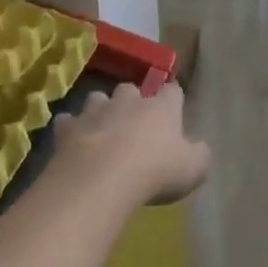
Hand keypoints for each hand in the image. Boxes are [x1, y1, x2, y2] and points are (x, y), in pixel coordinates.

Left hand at [51, 82, 210, 204]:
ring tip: (101, 128)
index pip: (172, 91)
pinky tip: (73, 142)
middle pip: (130, 89)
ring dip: (100, 110)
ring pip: (97, 98)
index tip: (173, 106)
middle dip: (131, 100)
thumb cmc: (155, 171)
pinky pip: (68, 121)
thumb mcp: (193, 169)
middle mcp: (128, 101)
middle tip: (133, 121)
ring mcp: (95, 111)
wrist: (102, 177)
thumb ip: (199, 155)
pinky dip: (71, 129)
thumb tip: (199, 148)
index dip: (173, 97)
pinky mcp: (69, 127)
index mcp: (161, 108)